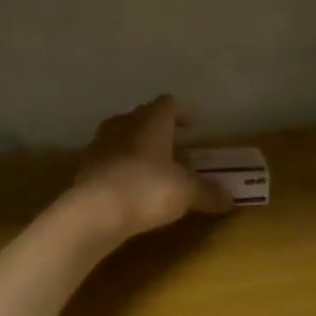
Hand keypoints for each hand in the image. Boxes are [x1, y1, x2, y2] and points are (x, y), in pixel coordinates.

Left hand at [70, 96, 231, 242]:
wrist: (93, 211)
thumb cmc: (147, 188)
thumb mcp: (186, 192)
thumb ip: (208, 192)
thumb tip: (231, 199)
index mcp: (151, 120)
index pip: (169, 104)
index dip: (183, 113)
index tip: (194, 126)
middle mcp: (124, 123)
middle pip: (144, 118)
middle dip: (160, 131)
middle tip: (177, 147)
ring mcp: (100, 143)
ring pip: (123, 137)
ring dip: (138, 148)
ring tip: (154, 168)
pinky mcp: (85, 166)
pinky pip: (109, 160)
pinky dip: (121, 167)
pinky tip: (130, 186)